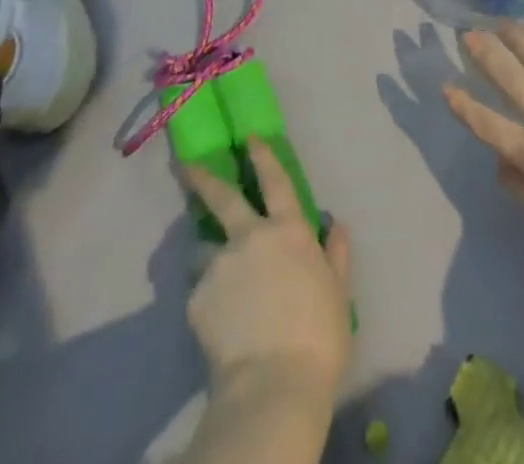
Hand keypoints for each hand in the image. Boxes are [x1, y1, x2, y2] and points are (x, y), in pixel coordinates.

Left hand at [181, 137, 353, 402]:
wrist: (273, 386)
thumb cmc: (318, 336)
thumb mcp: (338, 292)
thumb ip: (336, 254)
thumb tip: (337, 225)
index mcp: (288, 230)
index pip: (275, 180)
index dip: (262, 156)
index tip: (249, 137)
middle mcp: (250, 236)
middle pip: (223, 197)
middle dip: (203, 177)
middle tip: (185, 164)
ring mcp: (220, 265)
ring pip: (205, 250)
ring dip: (209, 257)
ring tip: (215, 281)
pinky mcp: (197, 298)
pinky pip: (201, 292)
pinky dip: (208, 300)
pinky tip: (218, 324)